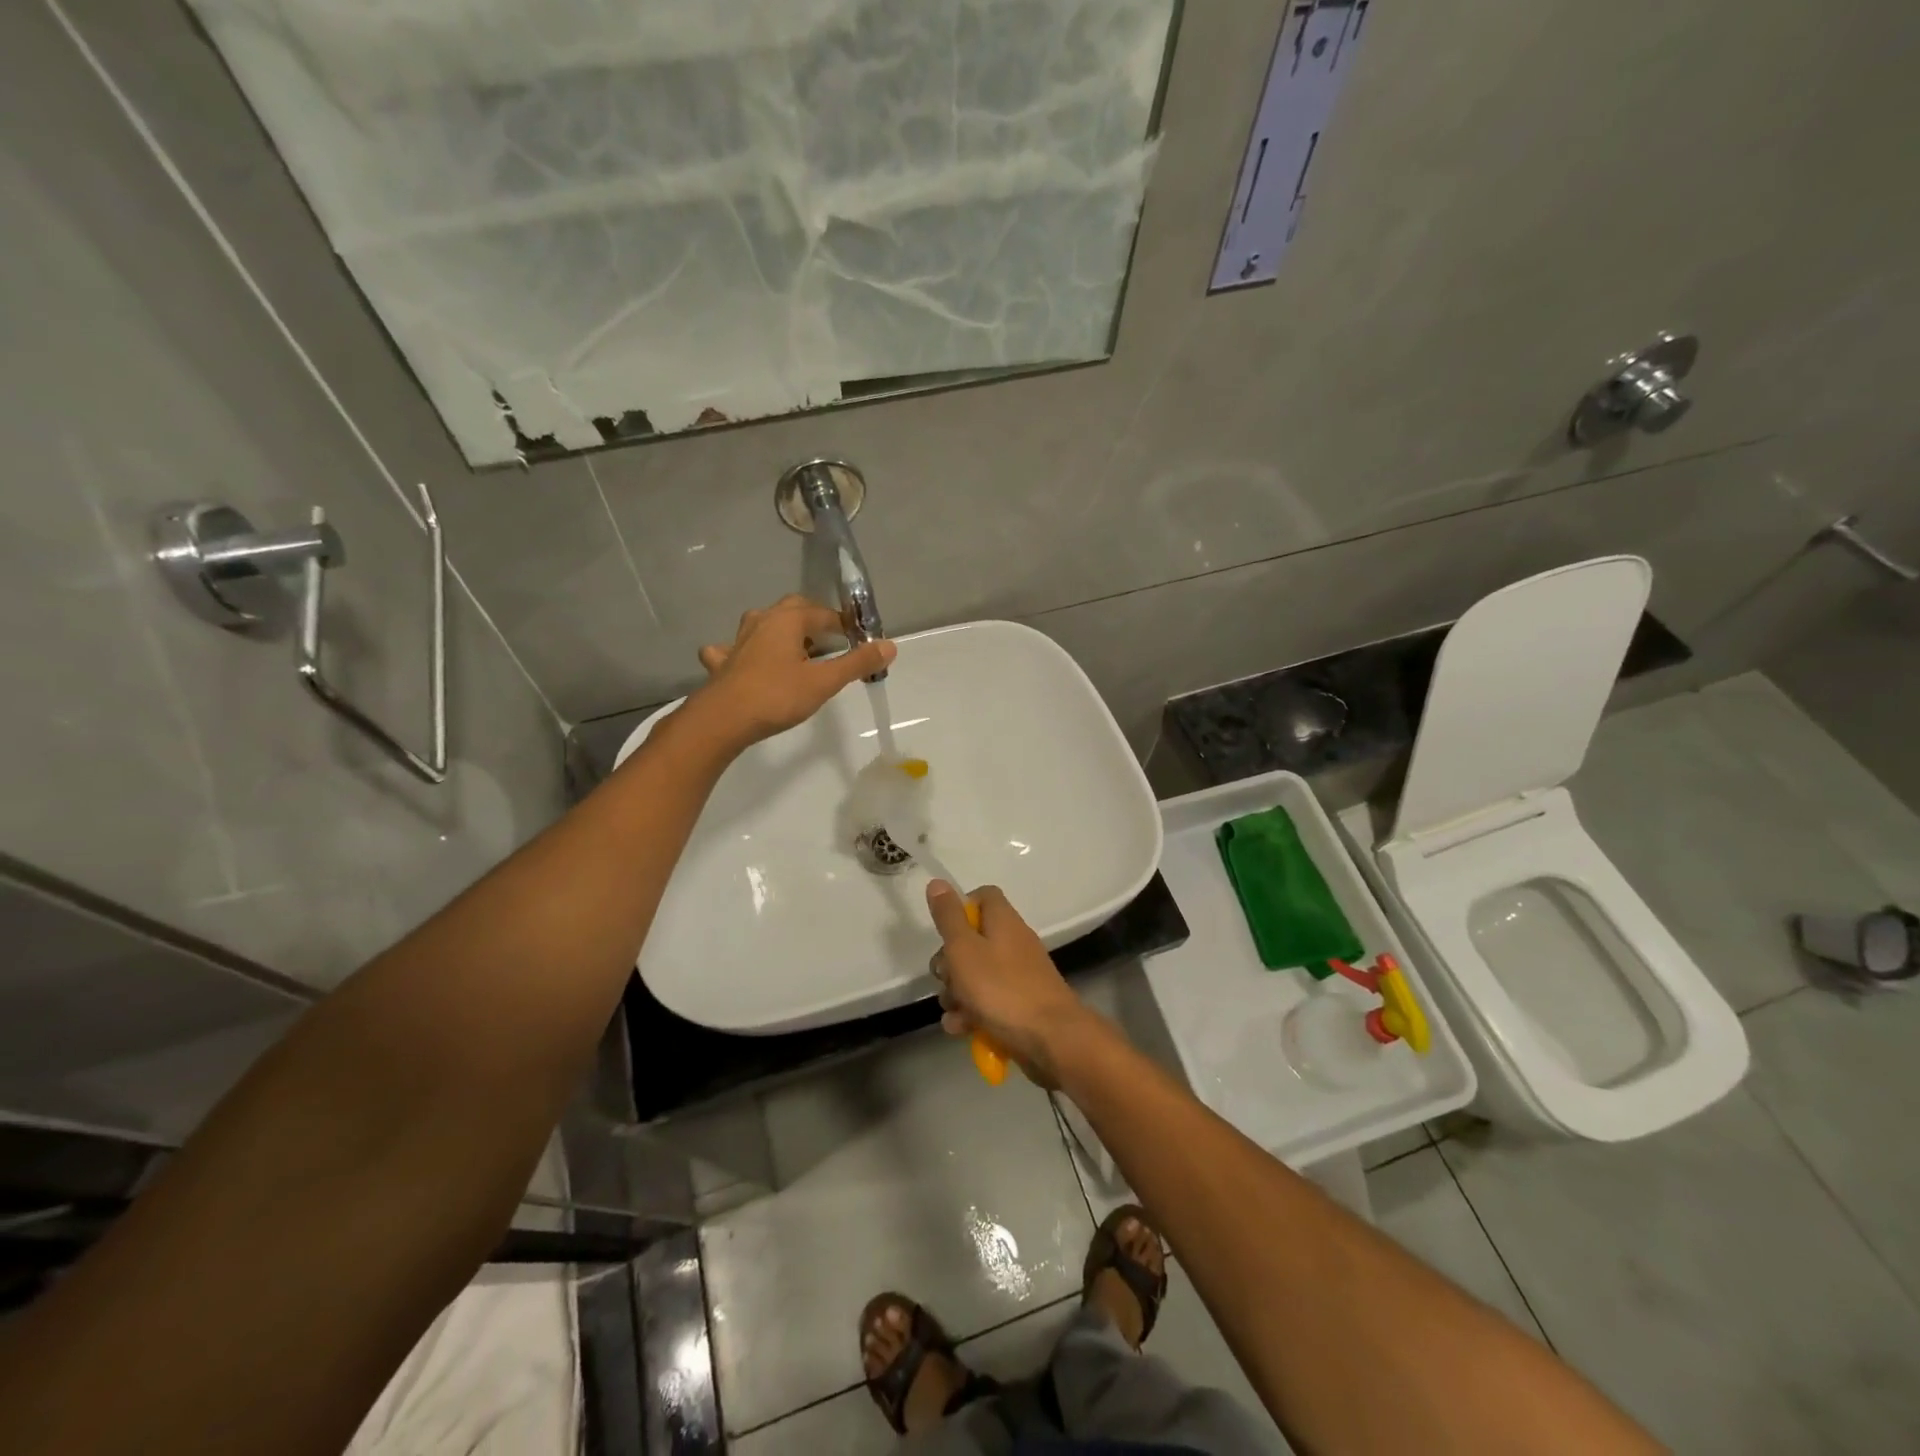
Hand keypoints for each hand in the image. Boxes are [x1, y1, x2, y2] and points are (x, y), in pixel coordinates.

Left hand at [691, 595, 894, 749]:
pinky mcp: (723, 662)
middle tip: (832, 640)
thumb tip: (890, 646)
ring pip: (763, 624)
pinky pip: (733, 648)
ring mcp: (738, 641)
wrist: (722, 719)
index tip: (859, 639)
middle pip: (792, 609)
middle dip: (813, 620)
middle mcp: (762, 621)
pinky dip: (744, 651)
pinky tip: (746, 661)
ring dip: (781, 631)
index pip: (824, 613)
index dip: (844, 624)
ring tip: (796, 648)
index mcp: (788, 620)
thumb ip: (857, 663)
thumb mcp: (824, 682)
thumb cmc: (777, 696)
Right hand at [926, 881, 1096, 1089]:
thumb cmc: (1001, 988)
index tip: (945, 932)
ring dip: (957, 993)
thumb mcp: (964, 949)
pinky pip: (989, 1002)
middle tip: (945, 978)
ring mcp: (1018, 975)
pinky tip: (962, 1029)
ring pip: (976, 975)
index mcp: (1003, 921)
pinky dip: (973, 1013)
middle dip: (950, 962)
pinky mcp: (1020, 1005)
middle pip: (973, 940)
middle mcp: (1013, 942)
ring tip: (954, 1012)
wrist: (1051, 1039)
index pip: (983, 896)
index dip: (960, 909)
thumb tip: (937, 882)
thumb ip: (948, 917)